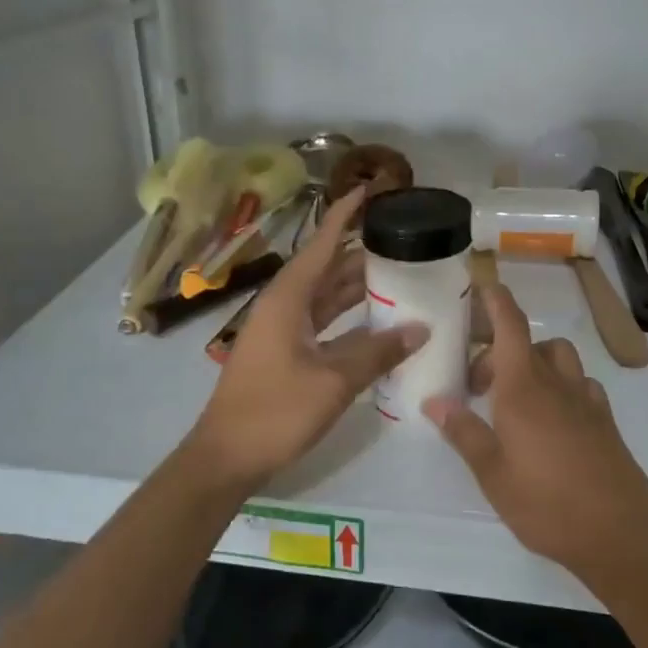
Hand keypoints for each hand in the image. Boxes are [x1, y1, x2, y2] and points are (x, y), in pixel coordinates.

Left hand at [186, 189, 425, 489]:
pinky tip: (377, 322)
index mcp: (288, 298)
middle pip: (327, 267)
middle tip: (403, 241)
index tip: (368, 190)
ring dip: (357, 286)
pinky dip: (348, 317)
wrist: (226, 456)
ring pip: (325, 296)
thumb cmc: (275, 412)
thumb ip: (377, 353)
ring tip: (400, 274)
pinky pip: (322, 321)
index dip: (345, 215)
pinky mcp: (284, 352)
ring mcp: (282, 329)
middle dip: (362, 252)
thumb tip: (420, 329)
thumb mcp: (333, 382)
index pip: (322, 243)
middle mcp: (283, 305)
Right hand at [423, 283, 647, 585]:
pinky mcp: (606, 422)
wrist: (620, 537)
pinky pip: (580, 385)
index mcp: (523, 388)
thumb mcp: (492, 473)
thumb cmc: (546, 504)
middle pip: (529, 344)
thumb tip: (434, 400)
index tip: (483, 284)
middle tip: (476, 386)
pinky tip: (552, 418)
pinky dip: (562, 386)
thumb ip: (463, 432)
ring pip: (558, 359)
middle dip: (499, 351)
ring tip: (514, 397)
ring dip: (534, 363)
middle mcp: (556, 384)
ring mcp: (586, 401)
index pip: (510, 326)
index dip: (497, 300)